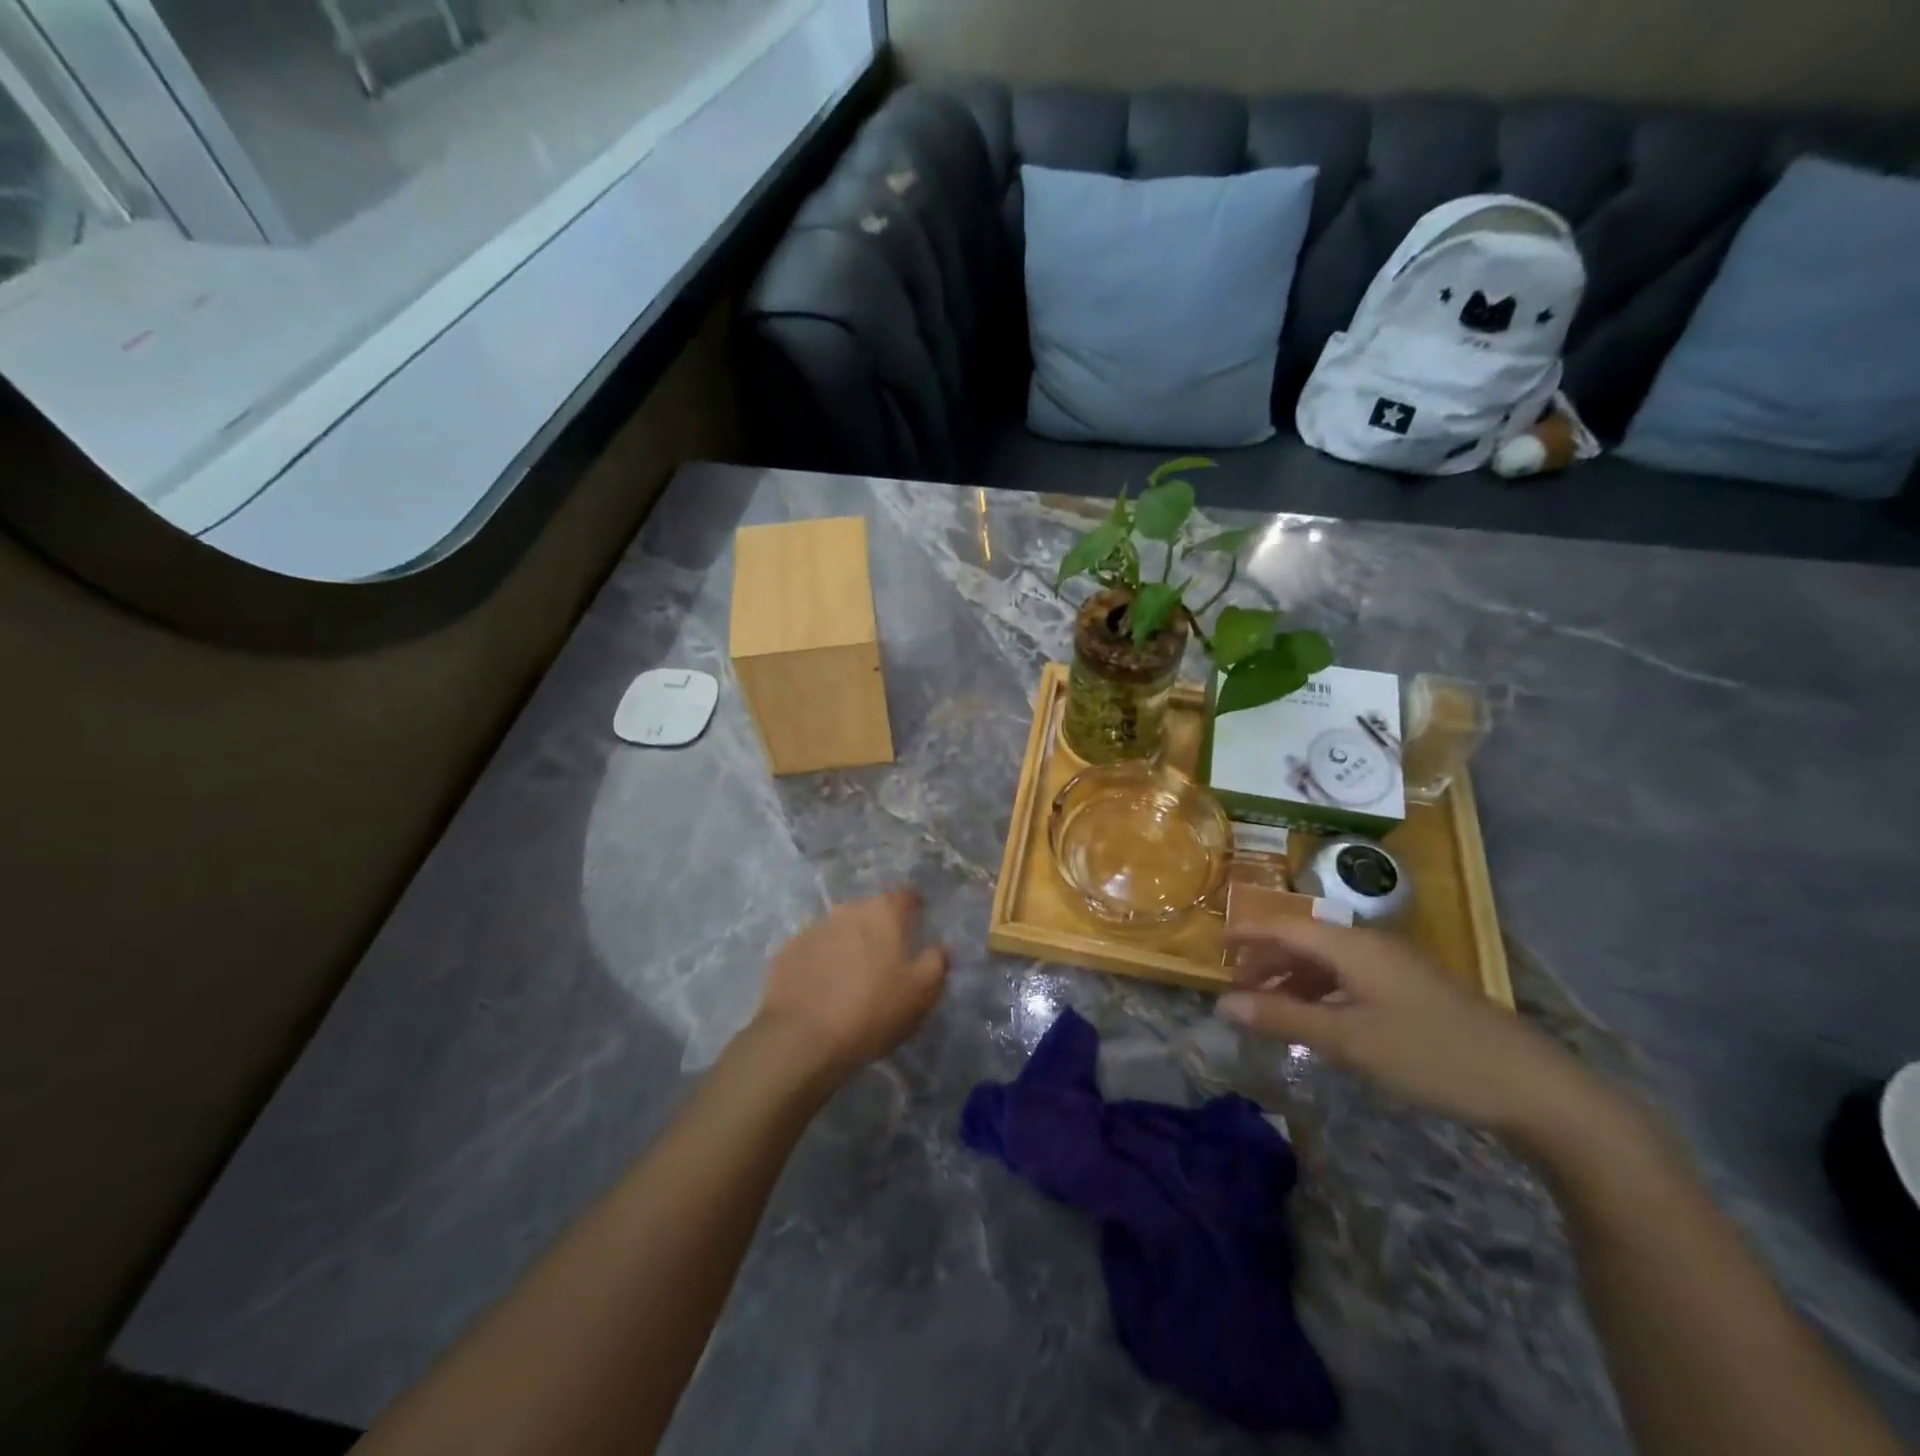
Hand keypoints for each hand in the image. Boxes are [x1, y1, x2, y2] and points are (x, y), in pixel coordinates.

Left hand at [753, 890, 949, 1083]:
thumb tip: (938, 946)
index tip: (919, 917)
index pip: (905, 895)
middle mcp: (847, 911)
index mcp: (883, 913)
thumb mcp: (923, 992)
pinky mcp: (786, 953)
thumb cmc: (874, 1010)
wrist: (802, 1039)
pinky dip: (821, 962)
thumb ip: (936, 961)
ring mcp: (812, 929)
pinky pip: (813, 951)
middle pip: (869, 911)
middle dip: (879, 927)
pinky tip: (823, 988)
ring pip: (839, 930)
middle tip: (887, 955)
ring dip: (848, 944)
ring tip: (853, 975)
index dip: (914, 904)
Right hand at [1217, 919, 1610, 1148]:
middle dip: (1266, 961)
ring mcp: (1396, 969)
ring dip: (1293, 981)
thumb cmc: (1430, 1055)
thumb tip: (1222, 1004)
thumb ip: (1282, 1018)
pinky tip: (1319, 1021)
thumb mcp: (1348, 1039)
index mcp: (1352, 946)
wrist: (1533, 1087)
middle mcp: (1371, 946)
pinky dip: (1323, 994)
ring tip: (1269, 1009)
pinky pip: (1351, 980)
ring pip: (1328, 963)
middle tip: (1237, 990)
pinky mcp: (1414, 992)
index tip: (1213, 948)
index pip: (1284, 927)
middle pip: (1304, 942)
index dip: (1246, 934)